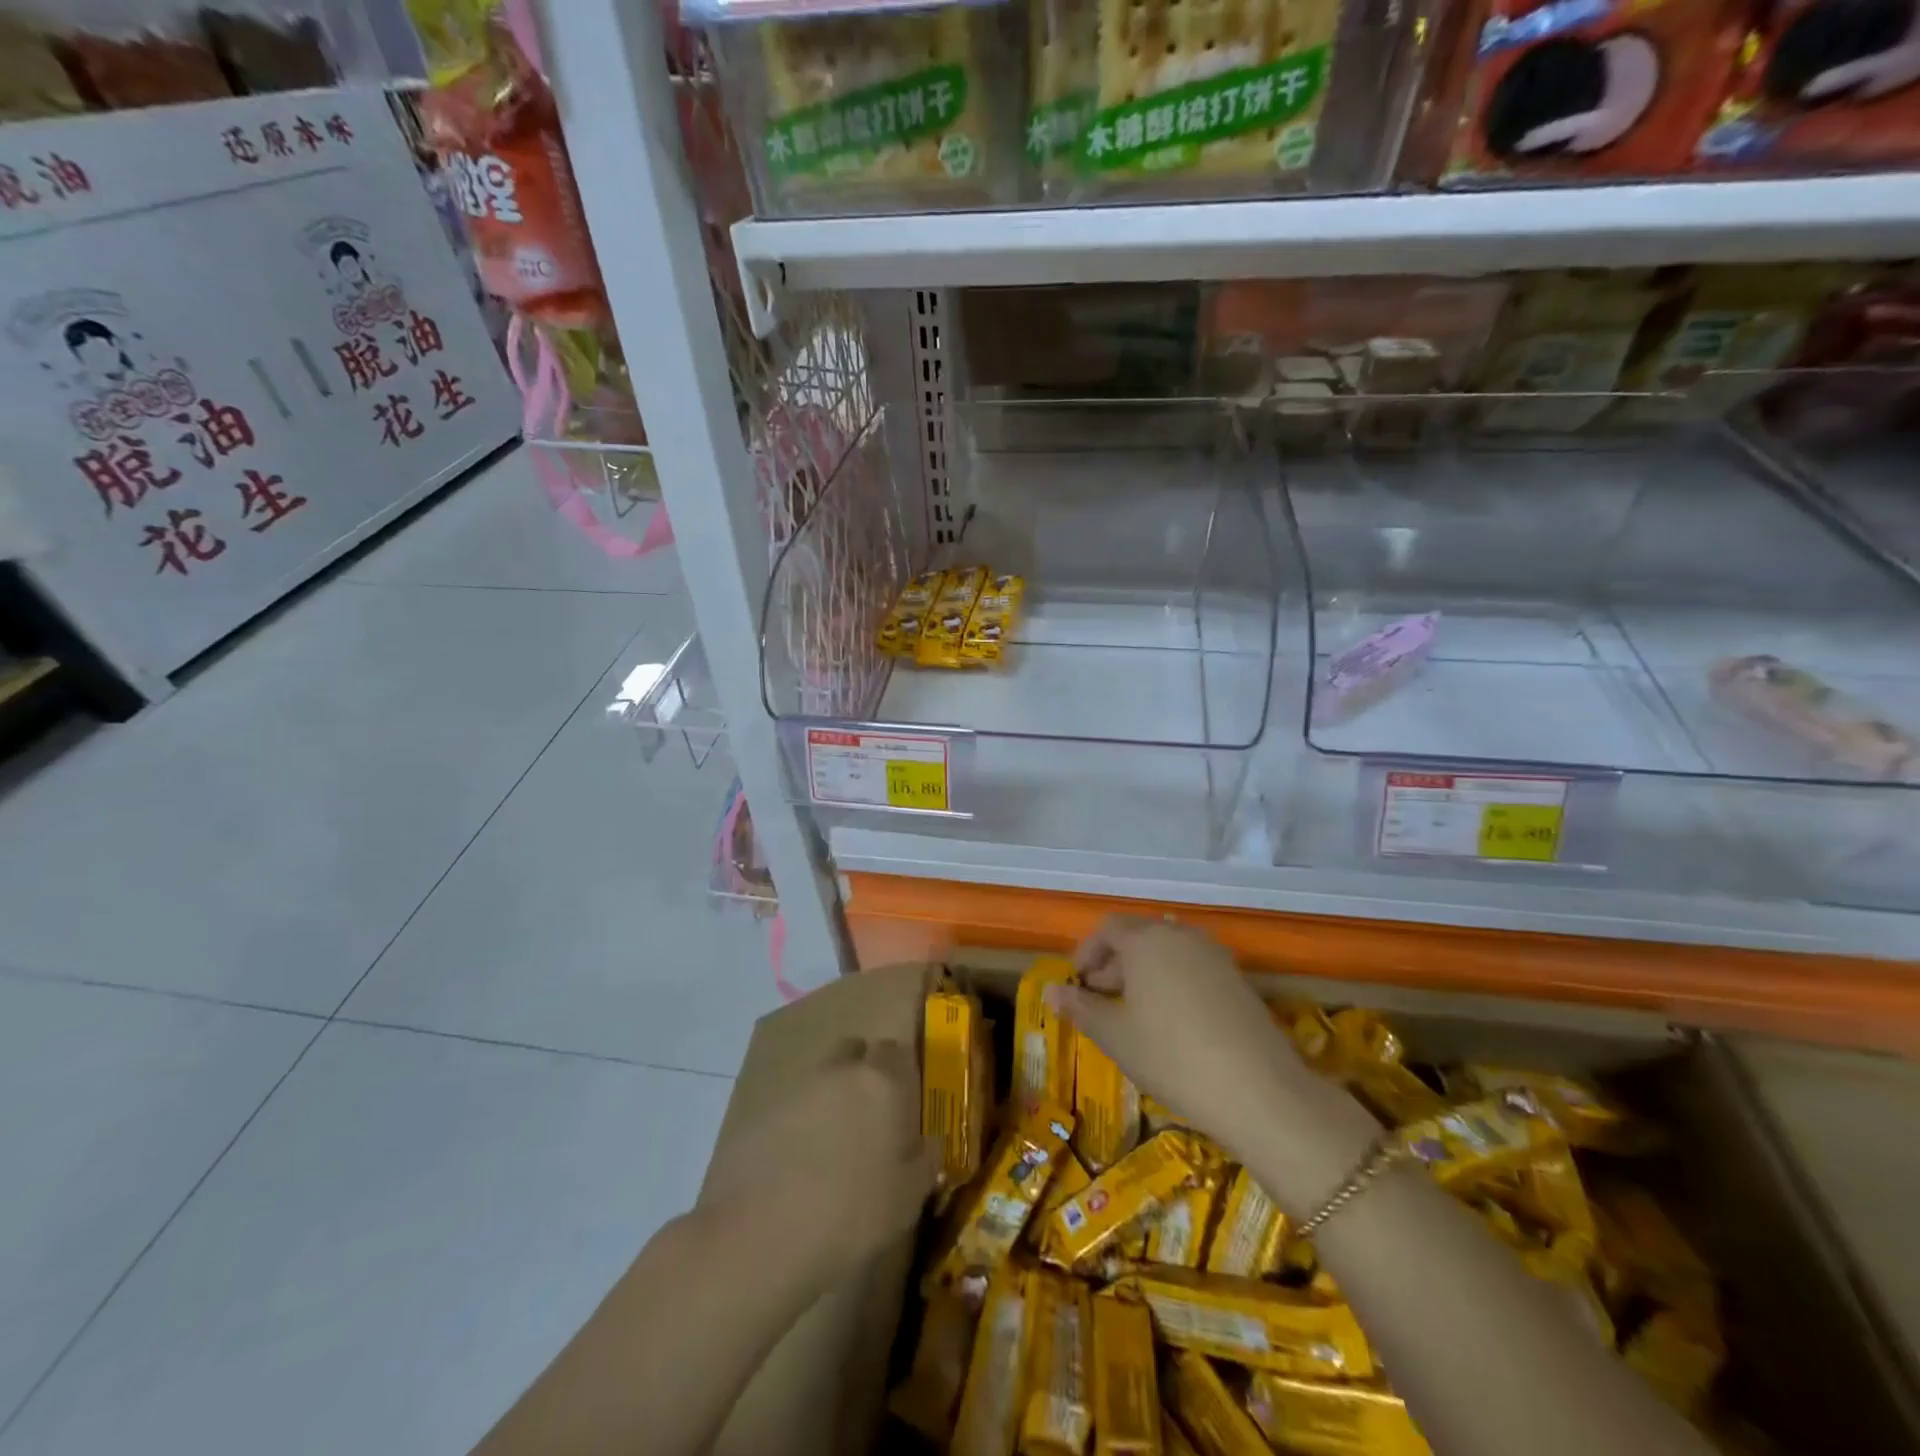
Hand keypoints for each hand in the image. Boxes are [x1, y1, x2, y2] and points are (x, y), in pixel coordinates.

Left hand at [703, 1037, 939, 1280]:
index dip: (902, 1075)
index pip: (898, 1052)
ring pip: (821, 1079)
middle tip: (870, 1119)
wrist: (761, 1236)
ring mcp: (796, 1090)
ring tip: (831, 1151)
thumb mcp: (907, 1198)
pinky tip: (796, 1169)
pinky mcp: (760, 1114)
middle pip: (855, 1052)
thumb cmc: (852, 1214)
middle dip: (863, 1074)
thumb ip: (924, 1161)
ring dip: (829, 1101)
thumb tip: (928, 1142)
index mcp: (882, 1083)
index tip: (905, 1107)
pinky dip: (797, 1127)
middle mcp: (840, 1073)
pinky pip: (790, 1109)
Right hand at [1048, 917, 1310, 1156]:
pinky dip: (1171, 983)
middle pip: (1138, 936)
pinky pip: (1192, 968)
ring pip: (1166, 952)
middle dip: (1113, 964)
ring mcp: (1214, 956)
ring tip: (1132, 1014)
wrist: (1259, 1091)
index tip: (1077, 983)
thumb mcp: (1115, 1036)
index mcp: (1146, 939)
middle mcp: (1180, 935)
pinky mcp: (1238, 980)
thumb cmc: (1171, 1056)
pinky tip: (1170, 1024)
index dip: (1087, 951)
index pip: (1107, 928)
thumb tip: (1050, 991)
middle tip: (1099, 1000)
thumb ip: (1081, 1008)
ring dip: (1143, 974)